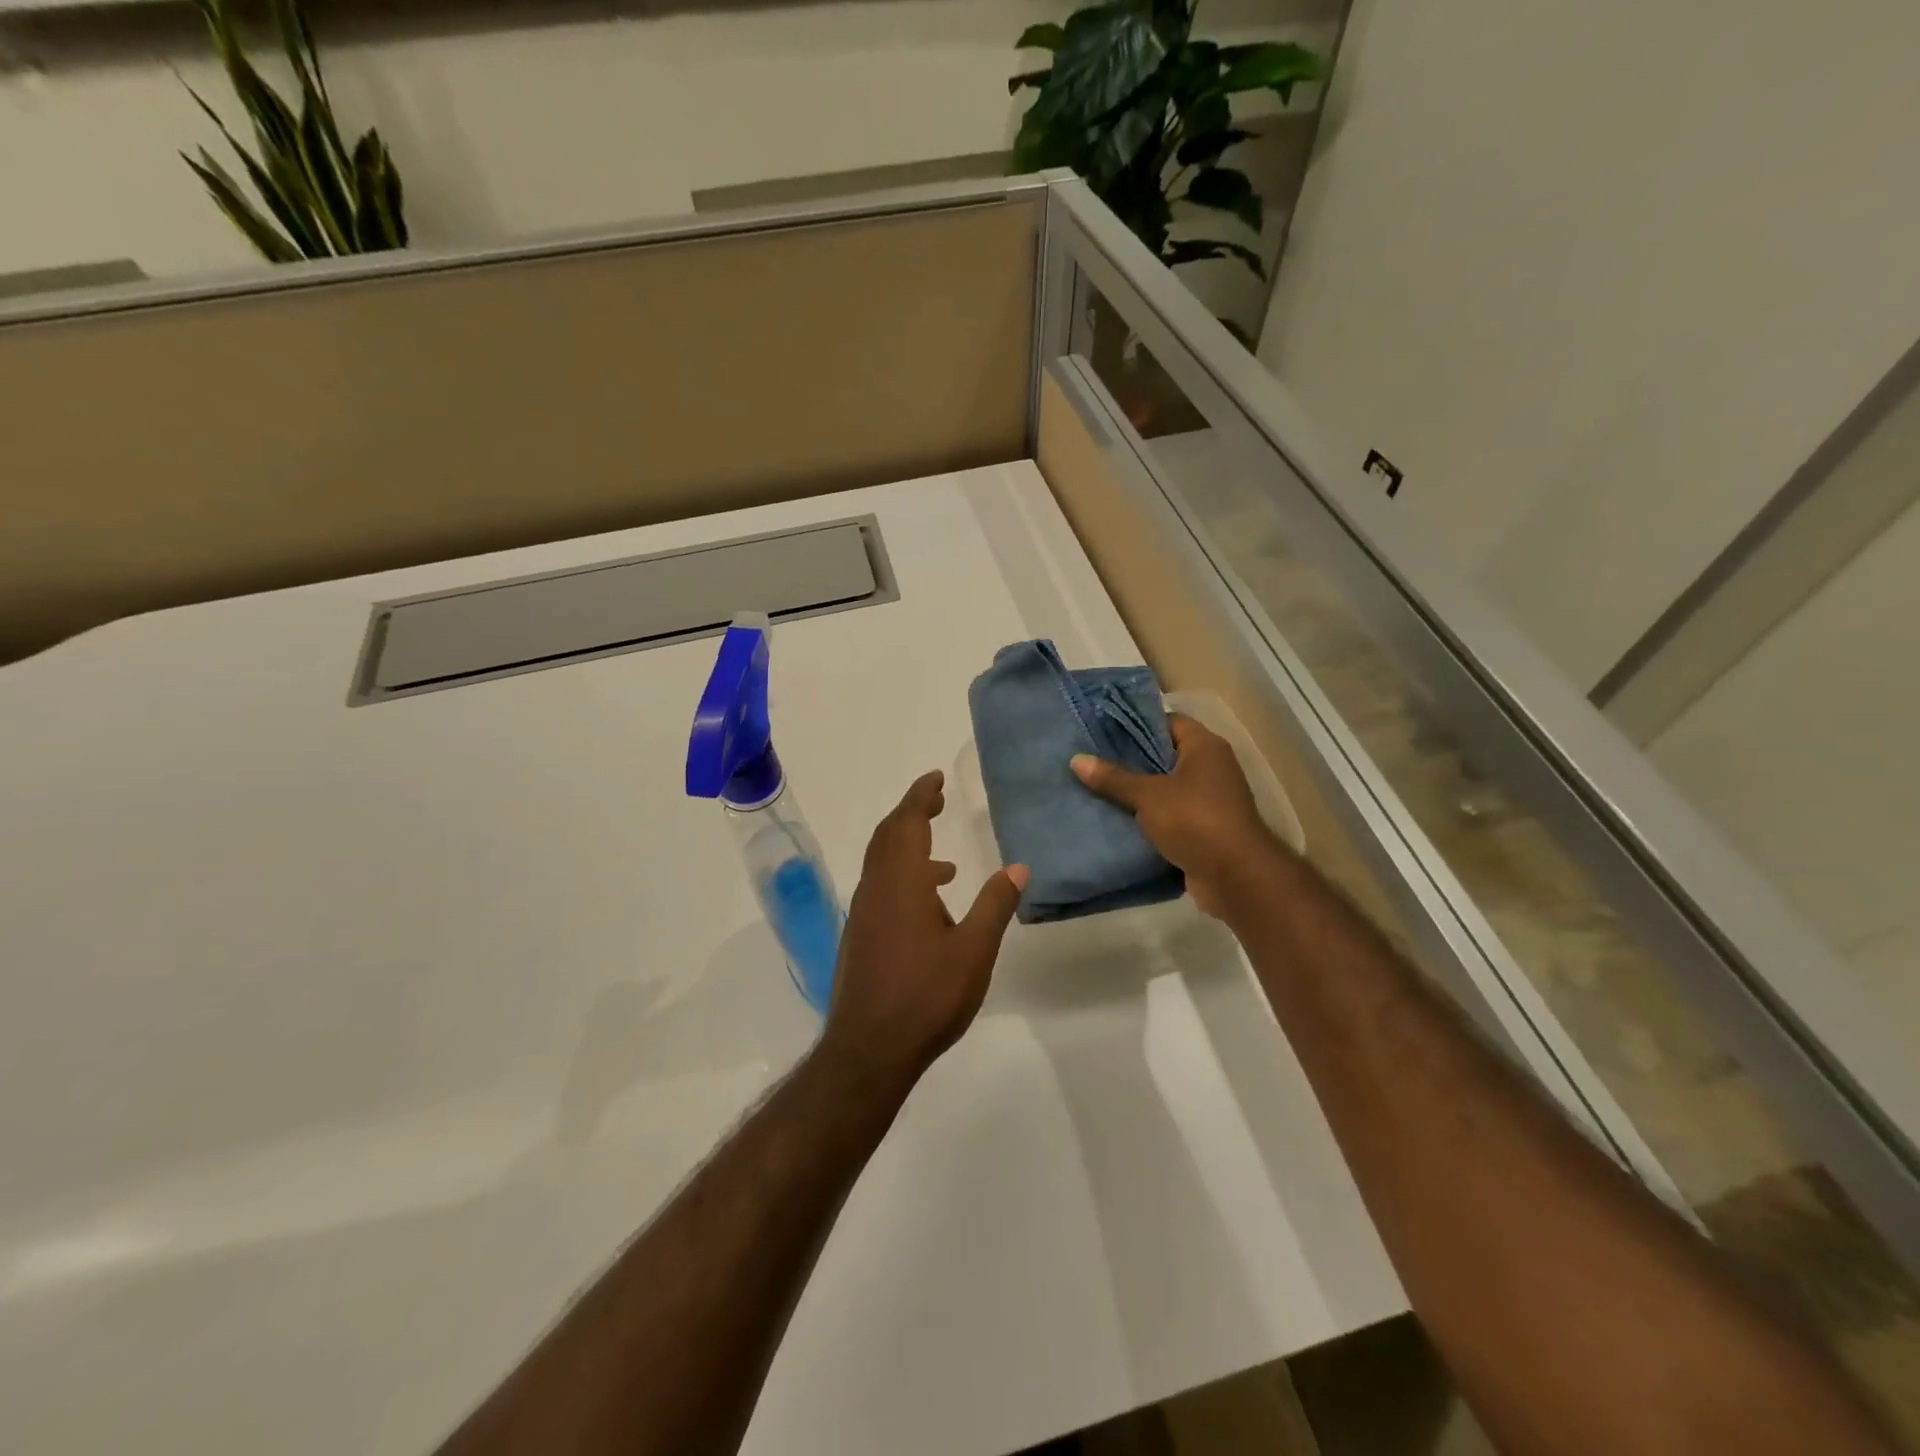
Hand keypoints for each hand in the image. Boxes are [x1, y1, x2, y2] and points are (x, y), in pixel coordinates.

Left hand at [820, 772, 1027, 1091]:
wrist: (870, 1049)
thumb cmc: (926, 995)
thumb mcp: (974, 950)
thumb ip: (995, 904)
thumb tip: (1018, 867)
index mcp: (901, 882)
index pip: (907, 822)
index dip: (920, 795)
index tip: (936, 777)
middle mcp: (876, 888)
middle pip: (888, 835)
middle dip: (912, 813)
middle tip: (937, 800)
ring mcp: (864, 913)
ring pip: (882, 863)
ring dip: (909, 848)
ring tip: (947, 865)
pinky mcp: (861, 936)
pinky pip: (880, 888)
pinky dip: (903, 878)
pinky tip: (930, 909)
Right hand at [1072, 714, 1278, 917]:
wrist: (1235, 876)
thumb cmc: (1195, 820)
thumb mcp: (1148, 796)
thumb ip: (1114, 778)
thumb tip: (1076, 759)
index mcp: (1204, 746)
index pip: (1168, 721)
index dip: (1136, 725)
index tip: (1103, 731)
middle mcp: (1211, 767)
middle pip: (1165, 754)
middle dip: (1131, 760)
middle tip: (1093, 760)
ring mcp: (1211, 798)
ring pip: (1166, 787)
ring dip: (1139, 791)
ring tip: (1098, 787)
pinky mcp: (1205, 827)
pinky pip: (1171, 813)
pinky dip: (1150, 816)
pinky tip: (1118, 818)